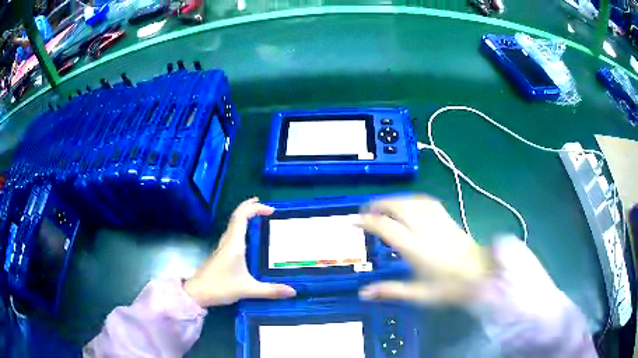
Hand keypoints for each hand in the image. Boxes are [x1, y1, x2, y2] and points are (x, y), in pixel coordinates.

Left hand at [184, 198, 295, 307]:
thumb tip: (293, 292)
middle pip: (236, 217)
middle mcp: (227, 241)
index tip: (270, 209)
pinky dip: (241, 228)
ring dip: (245, 217)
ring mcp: (222, 247)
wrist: (197, 293)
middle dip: (250, 208)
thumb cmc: (220, 287)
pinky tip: (247, 238)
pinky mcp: (220, 254)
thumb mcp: (248, 290)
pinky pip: (232, 234)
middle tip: (267, 208)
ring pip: (233, 225)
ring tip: (259, 218)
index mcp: (234, 244)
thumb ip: (270, 291)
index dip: (254, 208)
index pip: (241, 217)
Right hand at [358, 195, 491, 303]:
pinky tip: (408, 204)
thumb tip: (363, 293)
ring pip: (412, 201)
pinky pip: (426, 201)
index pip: (387, 228)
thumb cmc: (450, 288)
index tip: (352, 220)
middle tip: (365, 211)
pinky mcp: (447, 218)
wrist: (481, 275)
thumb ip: (391, 291)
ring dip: (394, 200)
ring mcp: (438, 221)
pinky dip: (412, 199)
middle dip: (378, 205)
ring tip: (382, 206)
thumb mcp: (419, 295)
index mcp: (417, 249)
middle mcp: (426, 230)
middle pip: (399, 207)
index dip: (367, 221)